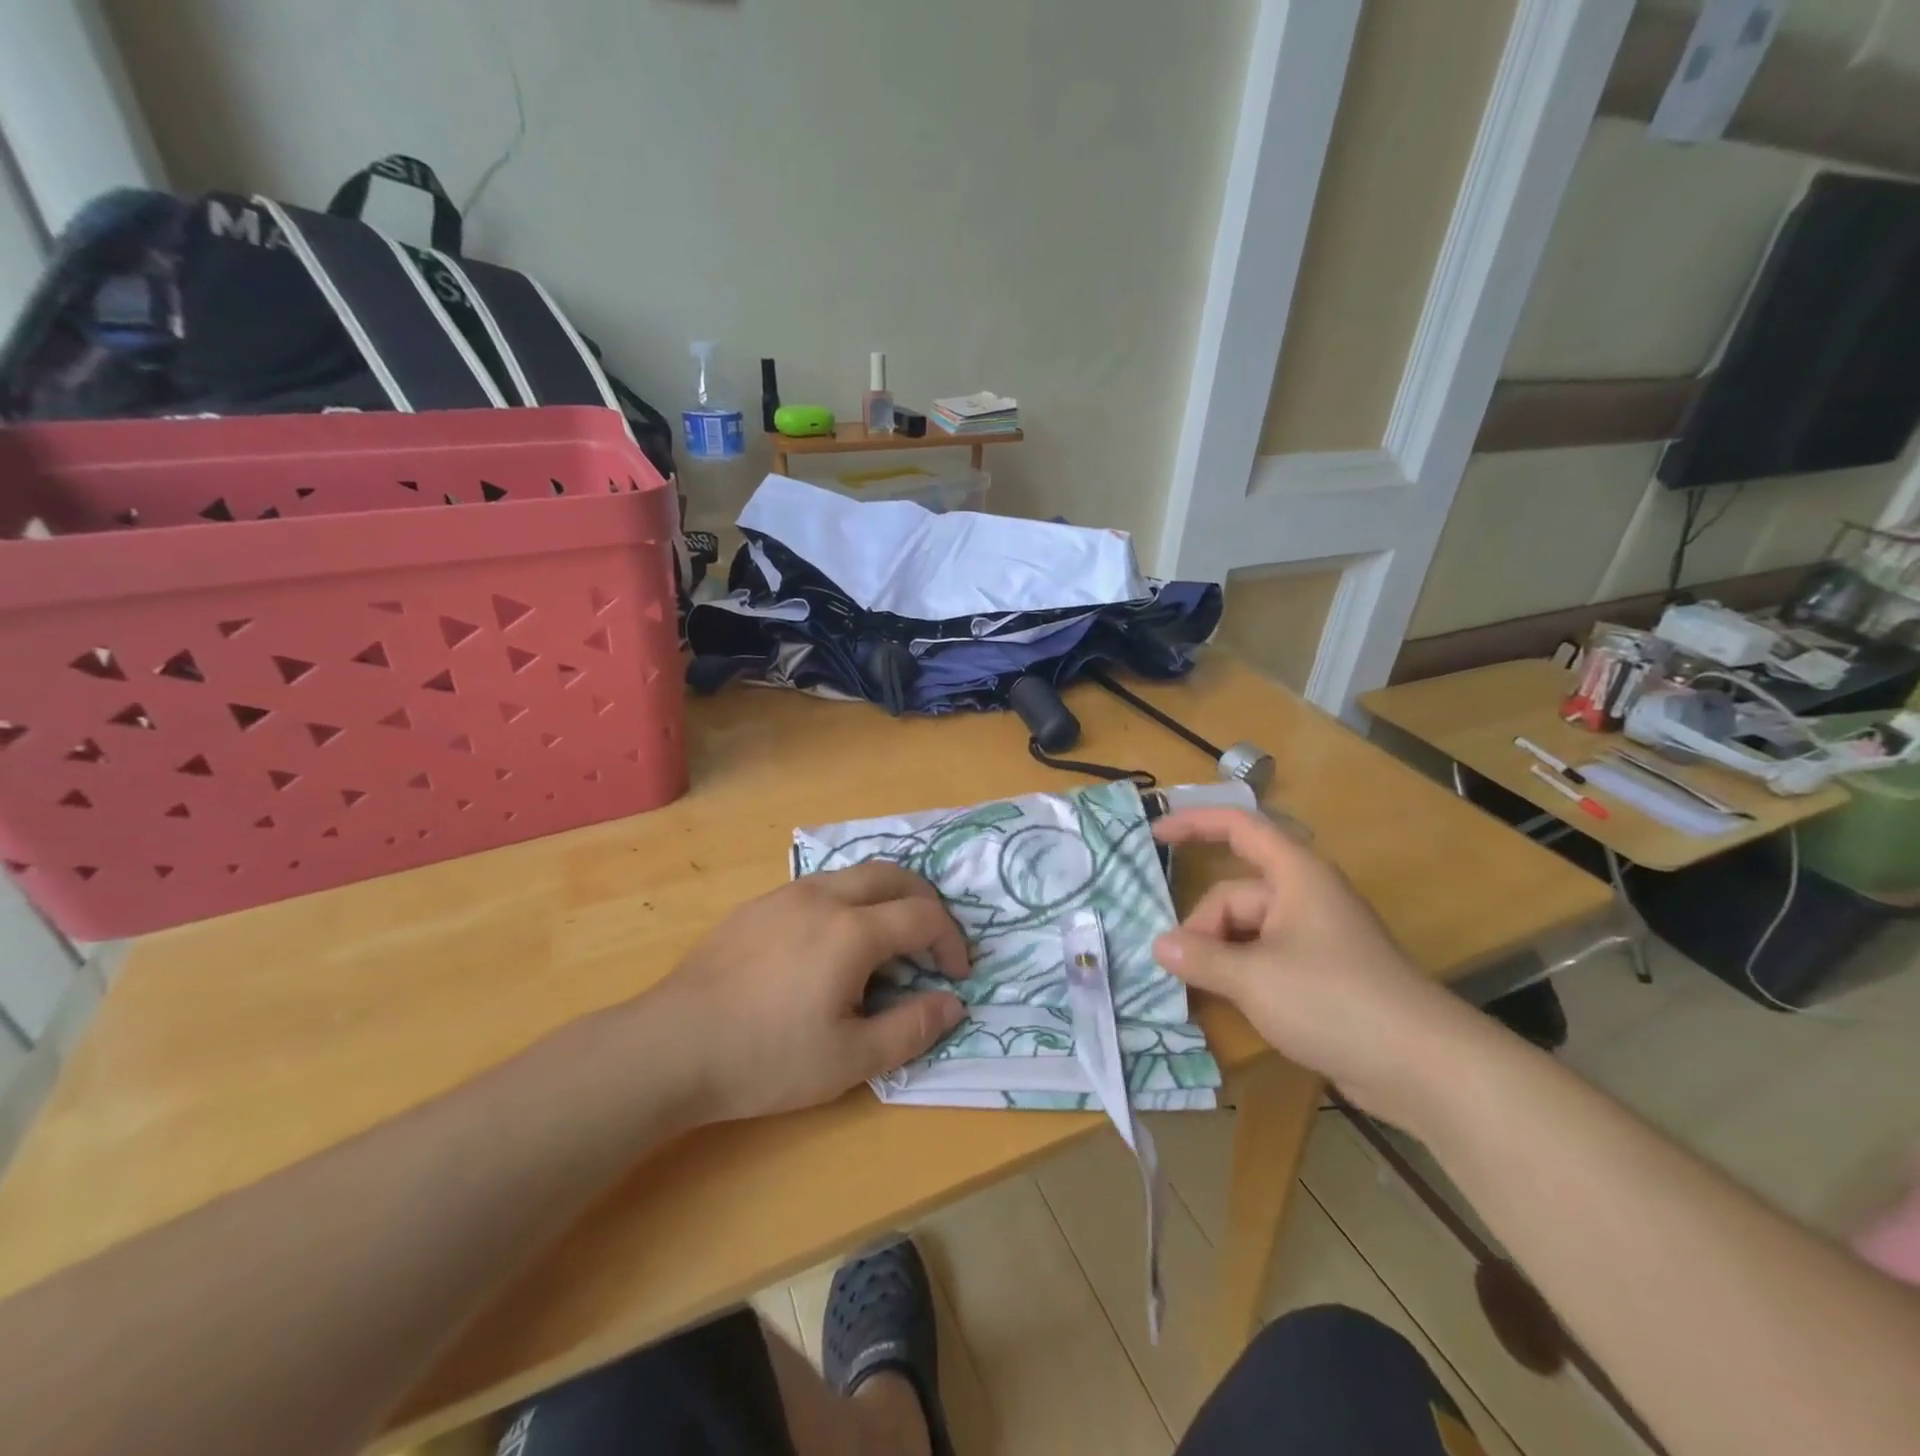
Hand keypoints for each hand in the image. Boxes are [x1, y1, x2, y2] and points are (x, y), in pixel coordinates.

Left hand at [642, 864, 969, 1122]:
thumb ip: (911, 1028)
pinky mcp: (757, 906)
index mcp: (852, 931)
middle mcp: (823, 897)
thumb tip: (953, 1004)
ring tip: (886, 943)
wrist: (671, 1046)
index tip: (956, 975)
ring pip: (854, 875)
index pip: (923, 916)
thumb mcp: (849, 1060)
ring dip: (886, 898)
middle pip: (893, 876)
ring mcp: (786, 895)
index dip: (951, 942)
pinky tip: (830, 947)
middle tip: (933, 943)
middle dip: (925, 904)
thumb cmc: (766, 1058)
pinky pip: (819, 888)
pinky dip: (848, 903)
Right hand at [1152, 808, 1486, 1121]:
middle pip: (1235, 894)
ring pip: (1247, 931)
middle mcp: (1305, 897)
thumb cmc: (1334, 1000)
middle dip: (1202, 927)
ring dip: (1219, 955)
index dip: (1194, 824)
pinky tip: (1225, 1003)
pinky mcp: (1323, 974)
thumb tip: (1159, 946)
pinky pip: (1266, 958)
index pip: (1238, 828)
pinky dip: (1241, 974)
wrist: (1425, 1067)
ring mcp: (1315, 937)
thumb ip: (1200, 958)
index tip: (1154, 836)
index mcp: (1295, 875)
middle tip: (1178, 968)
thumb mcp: (1254, 978)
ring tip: (1197, 990)